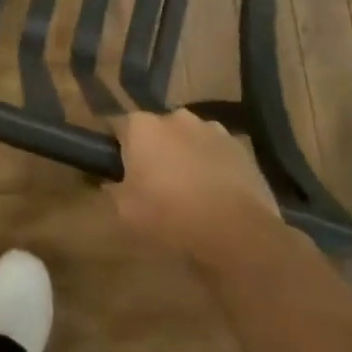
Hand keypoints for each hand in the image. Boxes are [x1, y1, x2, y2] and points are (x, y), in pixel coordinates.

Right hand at [106, 110, 282, 271]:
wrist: (238, 234)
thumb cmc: (171, 218)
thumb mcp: (125, 212)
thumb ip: (112, 190)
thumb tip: (111, 182)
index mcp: (141, 126)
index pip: (117, 125)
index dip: (115, 147)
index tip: (116, 168)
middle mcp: (175, 117)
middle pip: (155, 130)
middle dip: (153, 149)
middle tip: (154, 182)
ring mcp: (211, 129)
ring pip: (188, 138)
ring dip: (184, 155)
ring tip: (189, 190)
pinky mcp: (240, 147)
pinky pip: (215, 152)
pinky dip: (212, 165)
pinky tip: (216, 194)